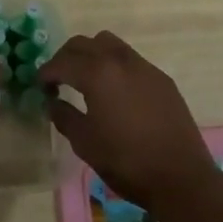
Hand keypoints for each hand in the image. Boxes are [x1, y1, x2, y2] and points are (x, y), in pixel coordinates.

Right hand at [40, 32, 219, 214]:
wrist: (182, 178)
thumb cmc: (127, 162)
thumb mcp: (86, 143)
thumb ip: (64, 116)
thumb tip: (52, 102)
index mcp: (97, 73)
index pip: (62, 62)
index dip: (47, 72)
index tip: (40, 86)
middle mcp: (119, 60)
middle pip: (83, 43)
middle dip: (66, 57)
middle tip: (58, 80)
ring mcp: (143, 66)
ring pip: (108, 43)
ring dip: (91, 54)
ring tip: (86, 79)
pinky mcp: (160, 77)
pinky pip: (130, 58)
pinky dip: (114, 65)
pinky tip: (115, 91)